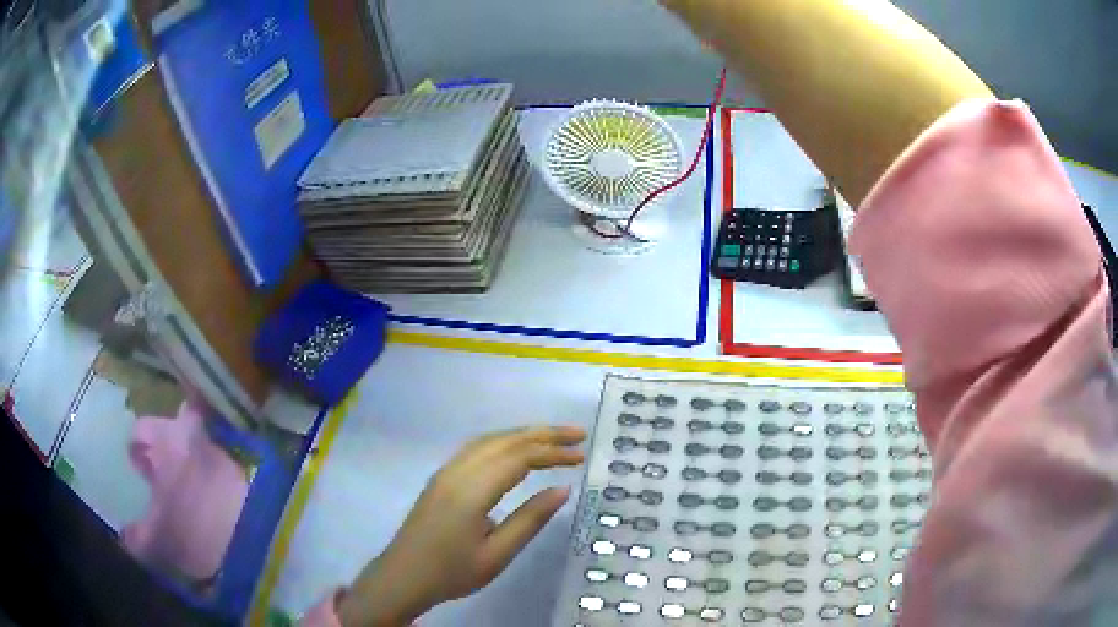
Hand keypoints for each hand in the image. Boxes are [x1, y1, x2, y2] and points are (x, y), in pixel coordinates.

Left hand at [337, 425, 586, 626]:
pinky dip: (503, 441)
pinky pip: (476, 448)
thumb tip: (562, 490)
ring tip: (553, 438)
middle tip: (577, 434)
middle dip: (543, 434)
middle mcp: (458, 471)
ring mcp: (446, 472)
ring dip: (523, 434)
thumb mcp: (497, 554)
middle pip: (505, 441)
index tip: (581, 456)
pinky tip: (514, 450)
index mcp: (472, 491)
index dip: (553, 453)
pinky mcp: (441, 478)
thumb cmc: (452, 572)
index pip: (520, 458)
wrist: (403, 576)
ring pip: (489, 440)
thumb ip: (530, 520)